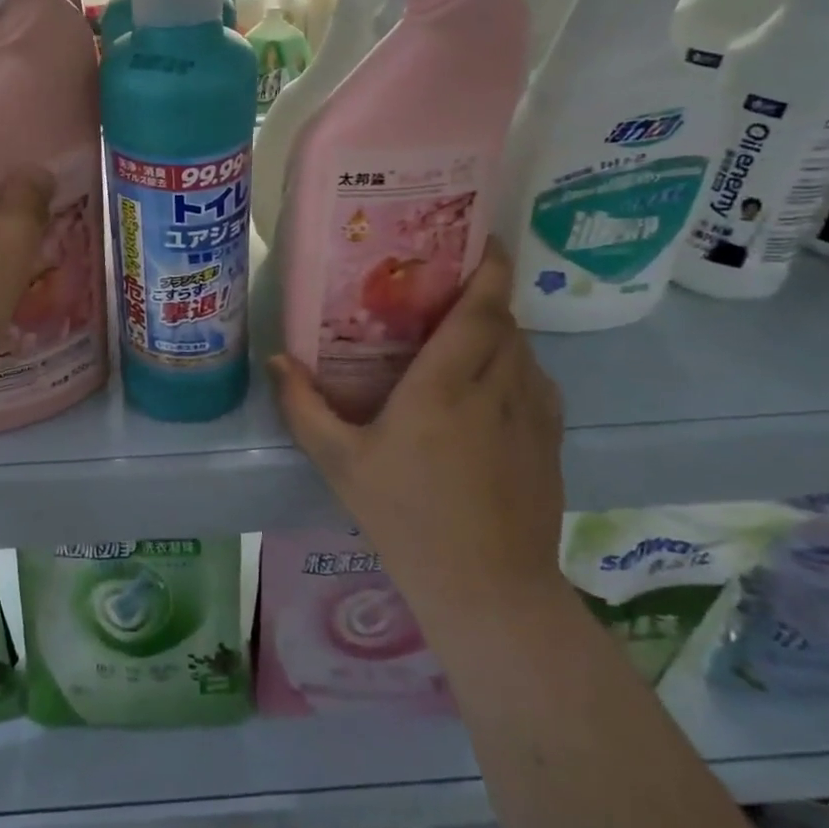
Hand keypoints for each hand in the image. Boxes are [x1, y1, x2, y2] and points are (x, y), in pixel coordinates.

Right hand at [269, 241, 566, 643]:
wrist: (487, 588)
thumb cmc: (405, 517)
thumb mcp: (340, 462)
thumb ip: (304, 407)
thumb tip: (277, 360)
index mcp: (444, 385)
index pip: (480, 310)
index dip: (488, 268)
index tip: (484, 239)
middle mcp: (496, 388)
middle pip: (504, 322)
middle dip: (483, 298)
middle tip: (448, 290)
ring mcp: (532, 415)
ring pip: (525, 351)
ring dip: (500, 332)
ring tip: (467, 336)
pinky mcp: (551, 442)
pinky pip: (538, 383)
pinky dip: (518, 367)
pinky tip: (492, 387)